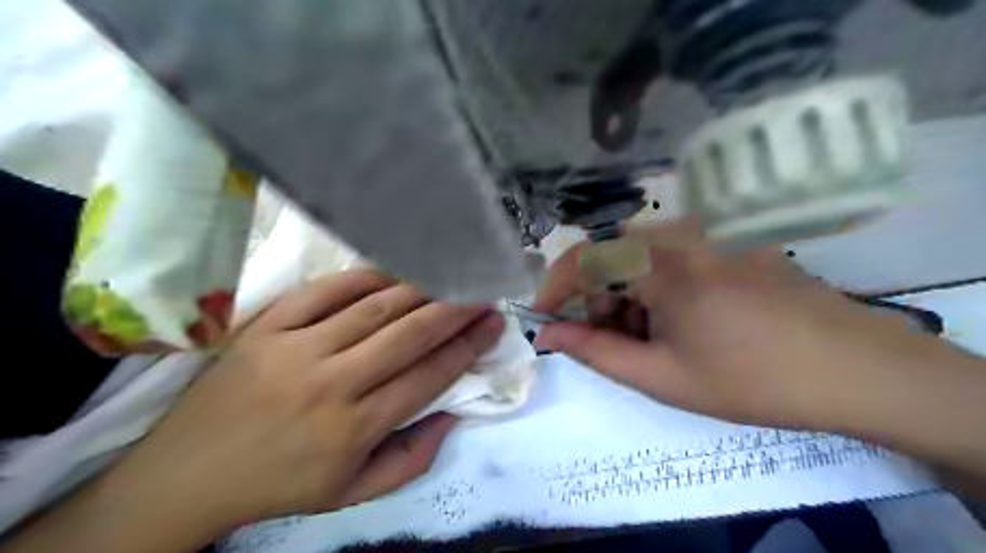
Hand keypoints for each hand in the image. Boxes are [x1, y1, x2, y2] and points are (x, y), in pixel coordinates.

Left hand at [90, 270, 500, 543]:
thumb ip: (412, 458)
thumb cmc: (280, 483)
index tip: (493, 324)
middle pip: (409, 334)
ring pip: (374, 308)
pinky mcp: (265, 327)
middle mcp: (331, 384)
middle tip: (483, 290)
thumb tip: (452, 413)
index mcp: (354, 429)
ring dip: (420, 289)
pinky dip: (364, 277)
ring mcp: (295, 349)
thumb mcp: (353, 493)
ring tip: (449, 276)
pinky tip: (392, 273)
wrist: (186, 474)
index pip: (428, 376)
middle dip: (455, 308)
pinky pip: (325, 291)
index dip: (467, 346)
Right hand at [532, 220, 969, 432]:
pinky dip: (657, 288)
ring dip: (628, 296)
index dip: (555, 287)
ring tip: (650, 339)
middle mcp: (682, 233)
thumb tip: (546, 335)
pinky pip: (671, 257)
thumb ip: (594, 352)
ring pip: (640, 259)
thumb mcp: (661, 376)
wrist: (857, 370)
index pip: (584, 258)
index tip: (544, 318)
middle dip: (597, 299)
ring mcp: (710, 233)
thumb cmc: (751, 379)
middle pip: (611, 258)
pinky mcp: (728, 241)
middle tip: (611, 342)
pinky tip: (680, 321)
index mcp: (662, 262)